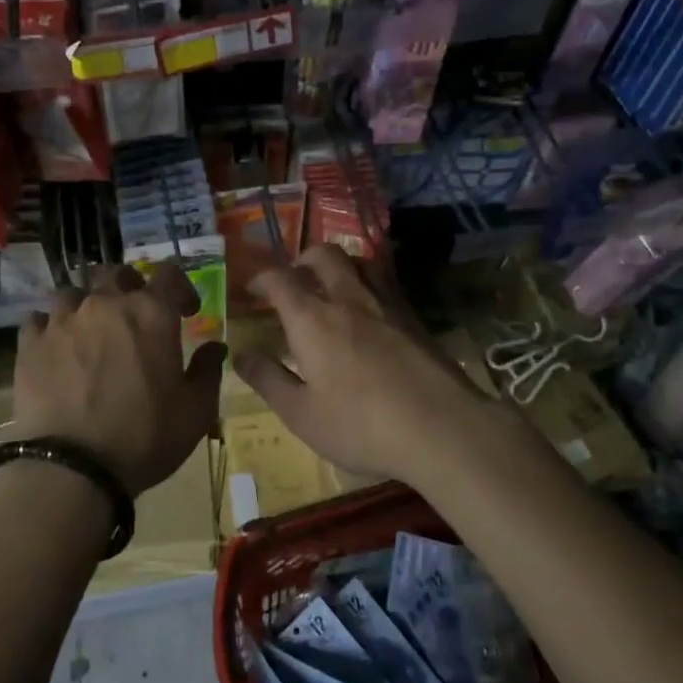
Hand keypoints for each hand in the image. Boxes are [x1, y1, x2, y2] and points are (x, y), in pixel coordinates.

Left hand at [13, 263, 224, 495]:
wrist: (70, 467)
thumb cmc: (144, 437)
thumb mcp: (195, 412)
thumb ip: (208, 371)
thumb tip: (215, 346)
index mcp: (151, 313)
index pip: (169, 274)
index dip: (181, 287)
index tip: (186, 311)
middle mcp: (106, 304)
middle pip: (117, 273)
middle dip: (130, 286)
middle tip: (135, 314)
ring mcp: (63, 320)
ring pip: (74, 293)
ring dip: (86, 306)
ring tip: (90, 332)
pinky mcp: (30, 342)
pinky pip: (39, 319)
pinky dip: (50, 328)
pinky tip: (55, 348)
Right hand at [235, 245, 499, 485]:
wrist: (442, 428)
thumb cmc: (361, 425)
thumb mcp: (301, 414)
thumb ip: (268, 380)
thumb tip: (240, 354)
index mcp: (312, 319)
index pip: (280, 279)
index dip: (261, 278)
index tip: (252, 289)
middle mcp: (348, 298)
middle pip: (323, 255)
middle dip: (302, 259)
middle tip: (294, 280)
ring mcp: (386, 303)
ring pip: (358, 262)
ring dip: (338, 266)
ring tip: (331, 288)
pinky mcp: (414, 317)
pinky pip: (384, 283)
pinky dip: (367, 284)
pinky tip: (369, 313)